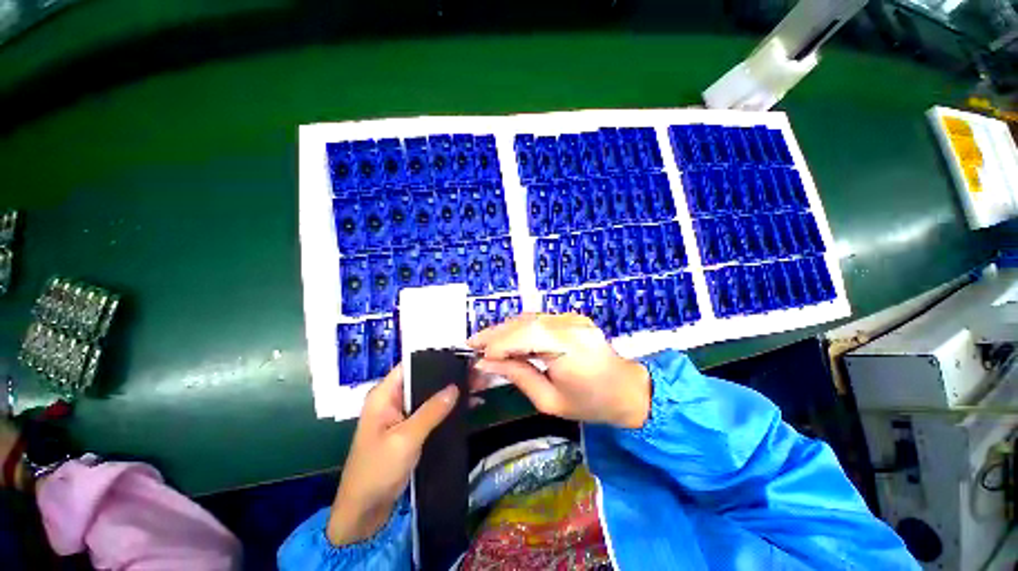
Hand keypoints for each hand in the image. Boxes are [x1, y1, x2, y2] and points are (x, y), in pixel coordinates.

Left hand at [327, 365, 458, 545]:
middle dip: (448, 376)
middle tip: (476, 371)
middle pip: (423, 380)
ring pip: (430, 396)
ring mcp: (402, 416)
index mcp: (384, 395)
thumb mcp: (405, 438)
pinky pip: (432, 413)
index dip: (433, 358)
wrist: (363, 514)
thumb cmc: (377, 471)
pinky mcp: (410, 431)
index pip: (410, 366)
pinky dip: (448, 409)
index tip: (459, 356)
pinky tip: (469, 405)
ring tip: (478, 385)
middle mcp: (393, 400)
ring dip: (451, 392)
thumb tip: (455, 387)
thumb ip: (431, 411)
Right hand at [467, 313, 650, 428]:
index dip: (499, 343)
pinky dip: (520, 328)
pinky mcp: (572, 318)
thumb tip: (487, 362)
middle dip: (497, 333)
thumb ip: (518, 376)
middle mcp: (571, 326)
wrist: (626, 389)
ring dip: (506, 329)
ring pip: (530, 318)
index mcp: (569, 348)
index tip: (477, 354)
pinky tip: (508, 338)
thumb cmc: (590, 403)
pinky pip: (540, 319)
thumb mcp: (549, 401)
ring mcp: (573, 318)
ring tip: (486, 341)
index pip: (526, 336)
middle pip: (525, 323)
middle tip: (474, 343)